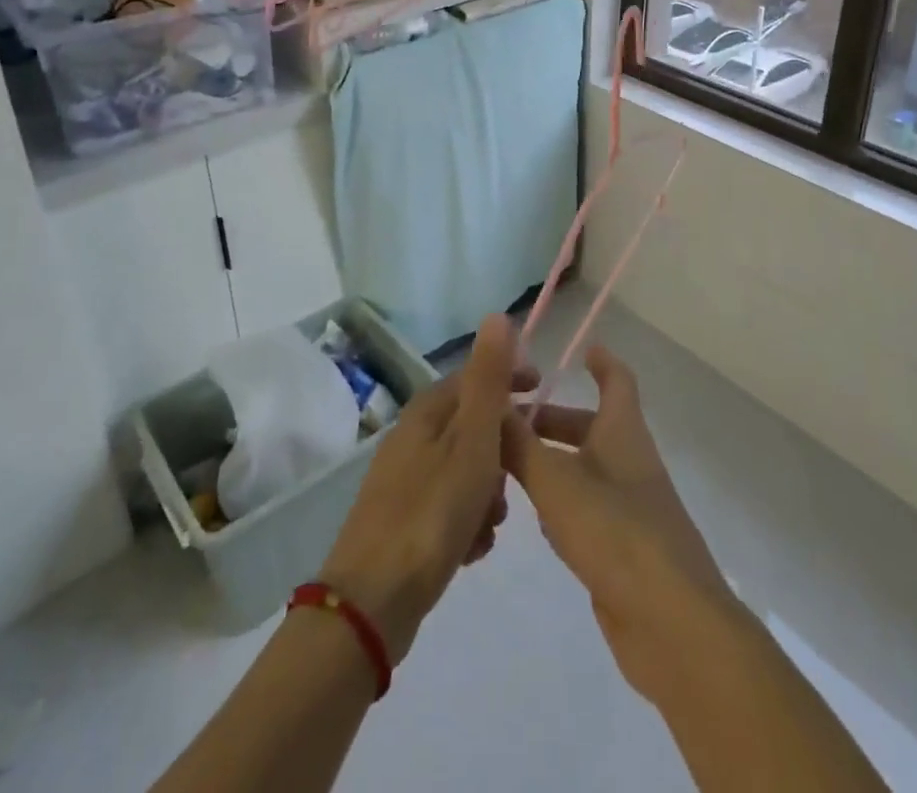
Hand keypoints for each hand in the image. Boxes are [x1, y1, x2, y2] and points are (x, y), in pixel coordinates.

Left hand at [318, 314, 529, 663]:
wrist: (373, 601)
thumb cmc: (433, 511)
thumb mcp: (473, 440)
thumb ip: (489, 380)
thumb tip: (498, 316)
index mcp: (427, 411)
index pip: (475, 377)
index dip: (511, 380)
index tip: (543, 394)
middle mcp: (412, 437)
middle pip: (473, 428)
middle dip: (502, 452)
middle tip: (518, 481)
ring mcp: (404, 480)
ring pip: (465, 471)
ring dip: (487, 494)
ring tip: (491, 525)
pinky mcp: (403, 521)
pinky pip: (450, 507)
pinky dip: (468, 522)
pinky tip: (472, 550)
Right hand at [502, 345, 738, 705]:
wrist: (671, 624)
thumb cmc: (615, 531)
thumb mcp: (556, 481)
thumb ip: (518, 445)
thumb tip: (488, 405)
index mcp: (623, 433)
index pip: (618, 381)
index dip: (601, 362)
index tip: (581, 349)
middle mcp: (630, 463)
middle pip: (593, 428)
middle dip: (553, 421)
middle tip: (509, 420)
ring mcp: (631, 509)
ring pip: (587, 471)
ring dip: (553, 463)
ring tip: (508, 467)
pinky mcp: (625, 552)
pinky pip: (589, 513)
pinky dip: (562, 506)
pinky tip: (535, 522)